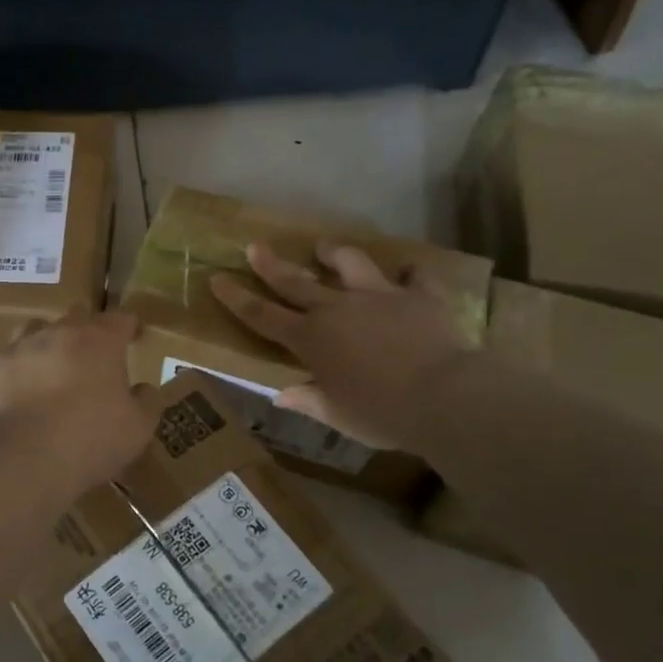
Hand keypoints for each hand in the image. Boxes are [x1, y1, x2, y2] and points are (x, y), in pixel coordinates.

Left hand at [0, 311, 154, 492]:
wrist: (19, 460)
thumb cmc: (89, 441)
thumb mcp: (137, 430)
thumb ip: (146, 403)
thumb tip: (144, 388)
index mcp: (99, 341)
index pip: (120, 319)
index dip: (128, 327)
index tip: (133, 338)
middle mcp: (56, 333)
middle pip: (75, 316)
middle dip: (85, 331)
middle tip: (90, 358)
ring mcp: (15, 347)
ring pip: (31, 330)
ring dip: (42, 344)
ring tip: (45, 369)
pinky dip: (5, 368)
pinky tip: (7, 387)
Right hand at [209, 241, 472, 452]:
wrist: (444, 396)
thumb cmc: (382, 414)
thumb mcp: (338, 415)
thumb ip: (309, 400)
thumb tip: (281, 395)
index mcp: (311, 340)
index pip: (262, 316)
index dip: (237, 298)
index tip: (218, 279)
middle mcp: (337, 309)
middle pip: (295, 282)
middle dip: (271, 265)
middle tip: (255, 246)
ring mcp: (377, 296)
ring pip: (349, 263)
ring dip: (334, 253)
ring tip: (325, 248)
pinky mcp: (417, 295)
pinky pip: (412, 276)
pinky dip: (408, 275)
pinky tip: (408, 273)